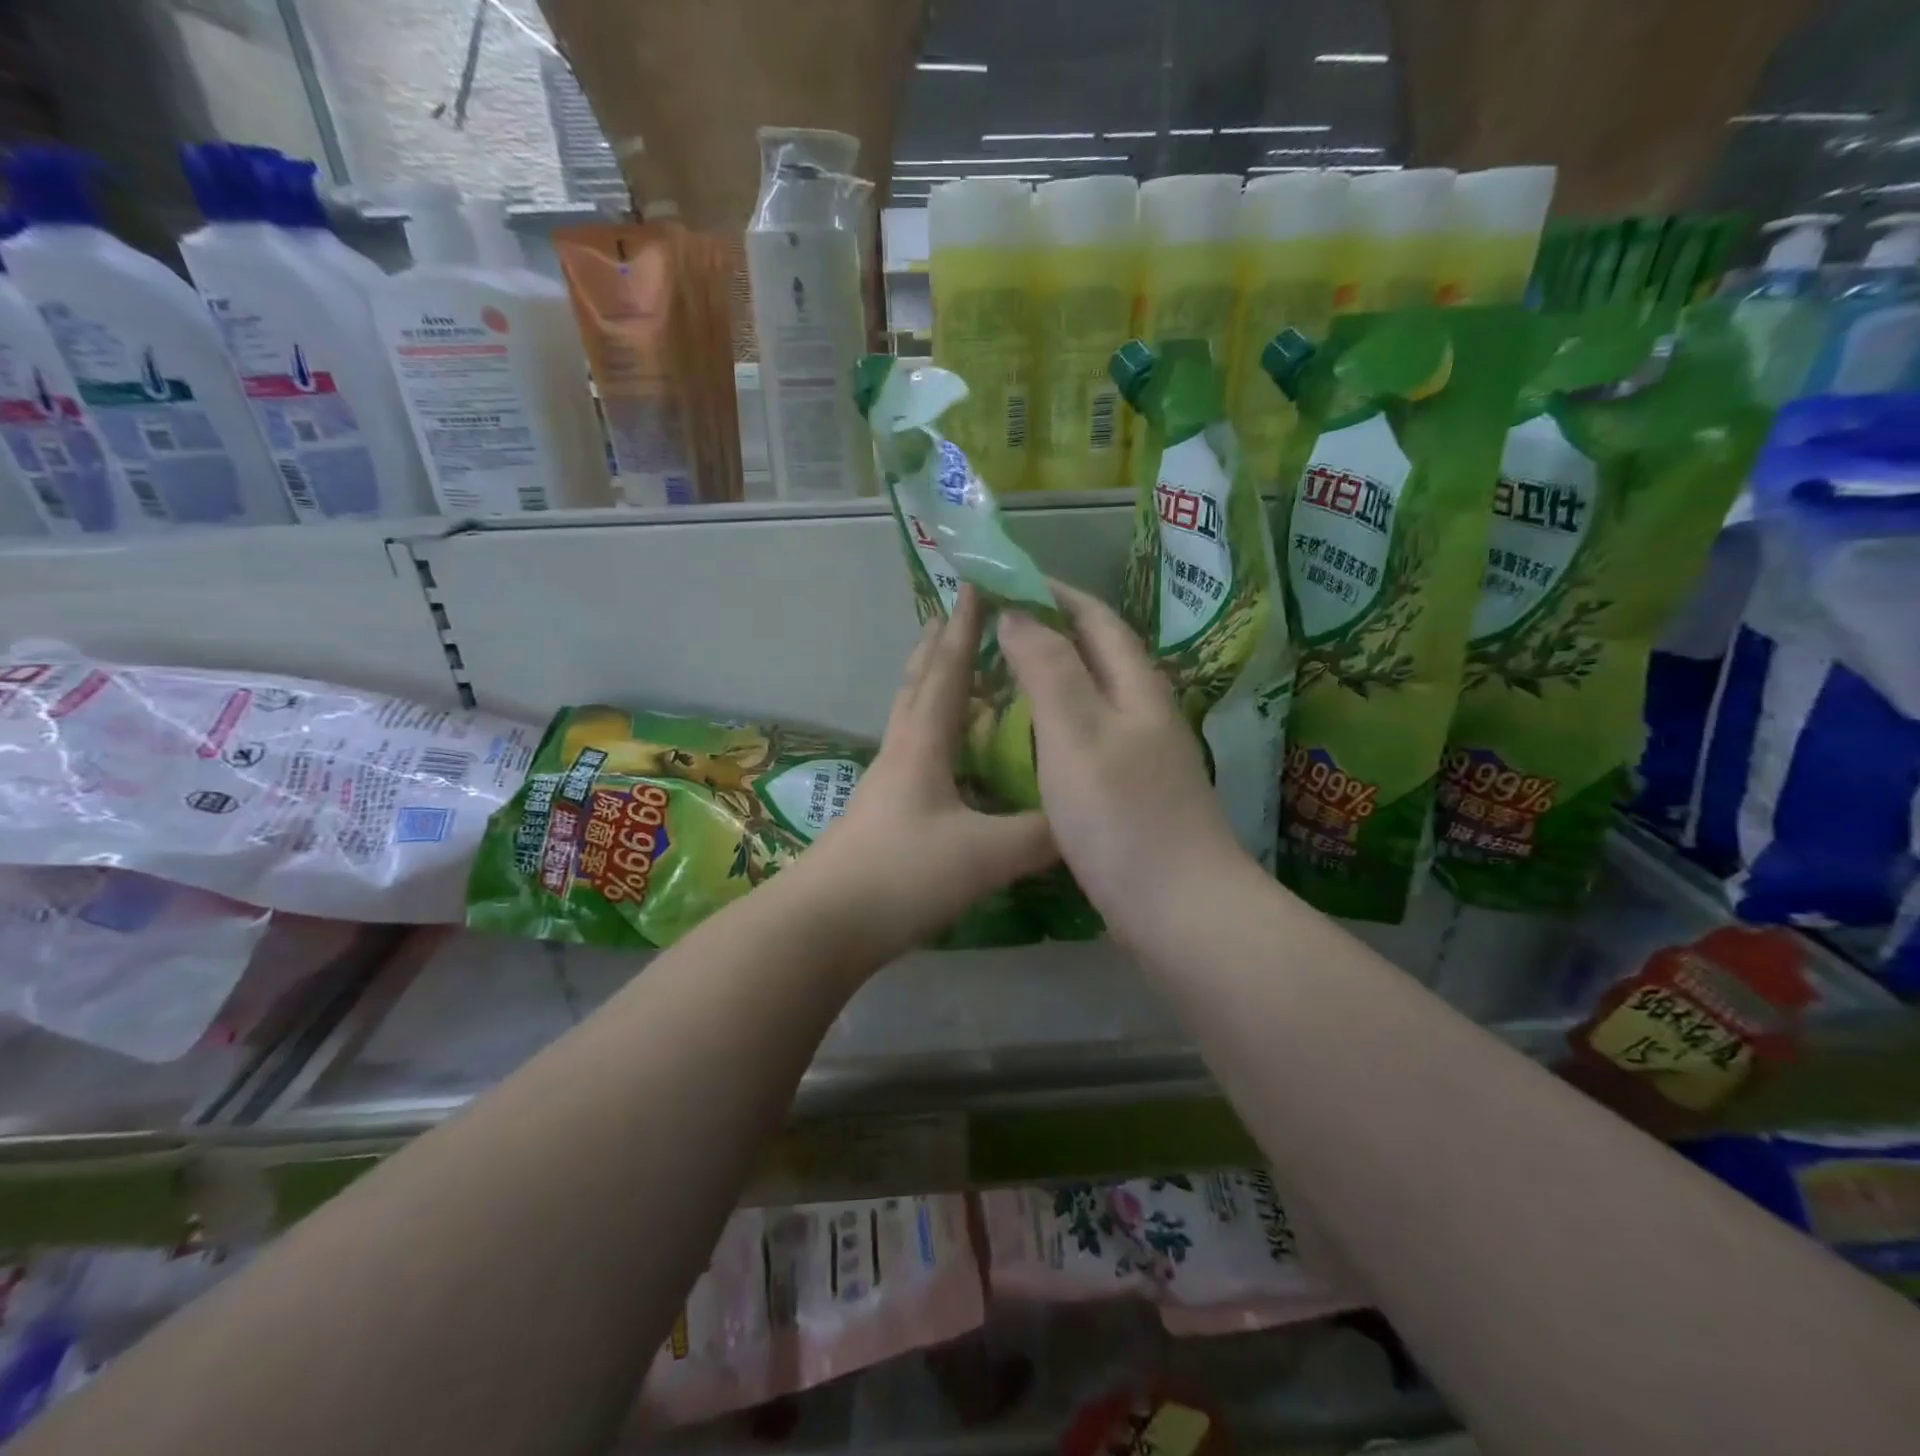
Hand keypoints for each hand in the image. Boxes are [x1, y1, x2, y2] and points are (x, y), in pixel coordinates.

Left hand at [795, 586, 1056, 963]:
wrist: (825, 925)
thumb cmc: (902, 875)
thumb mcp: (984, 855)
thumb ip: (1040, 836)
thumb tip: (1084, 820)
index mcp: (923, 746)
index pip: (948, 672)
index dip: (965, 629)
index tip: (974, 585)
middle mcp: (901, 753)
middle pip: (917, 685)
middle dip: (938, 646)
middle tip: (954, 615)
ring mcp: (885, 784)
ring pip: (910, 719)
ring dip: (930, 686)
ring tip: (952, 673)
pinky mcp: (881, 814)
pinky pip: (913, 754)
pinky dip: (934, 734)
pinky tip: (950, 757)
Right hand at [997, 582, 1249, 949]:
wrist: (1178, 908)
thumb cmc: (1121, 815)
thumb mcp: (1076, 733)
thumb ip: (1048, 668)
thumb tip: (1019, 613)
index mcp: (1136, 687)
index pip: (1094, 617)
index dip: (1051, 592)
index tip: (1003, 579)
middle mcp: (1145, 712)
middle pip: (1096, 653)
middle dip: (1049, 629)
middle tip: (993, 626)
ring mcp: (1141, 754)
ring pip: (1091, 696)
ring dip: (1051, 674)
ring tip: (1003, 673)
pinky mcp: (1132, 792)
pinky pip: (1087, 736)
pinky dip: (1054, 720)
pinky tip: (1030, 740)